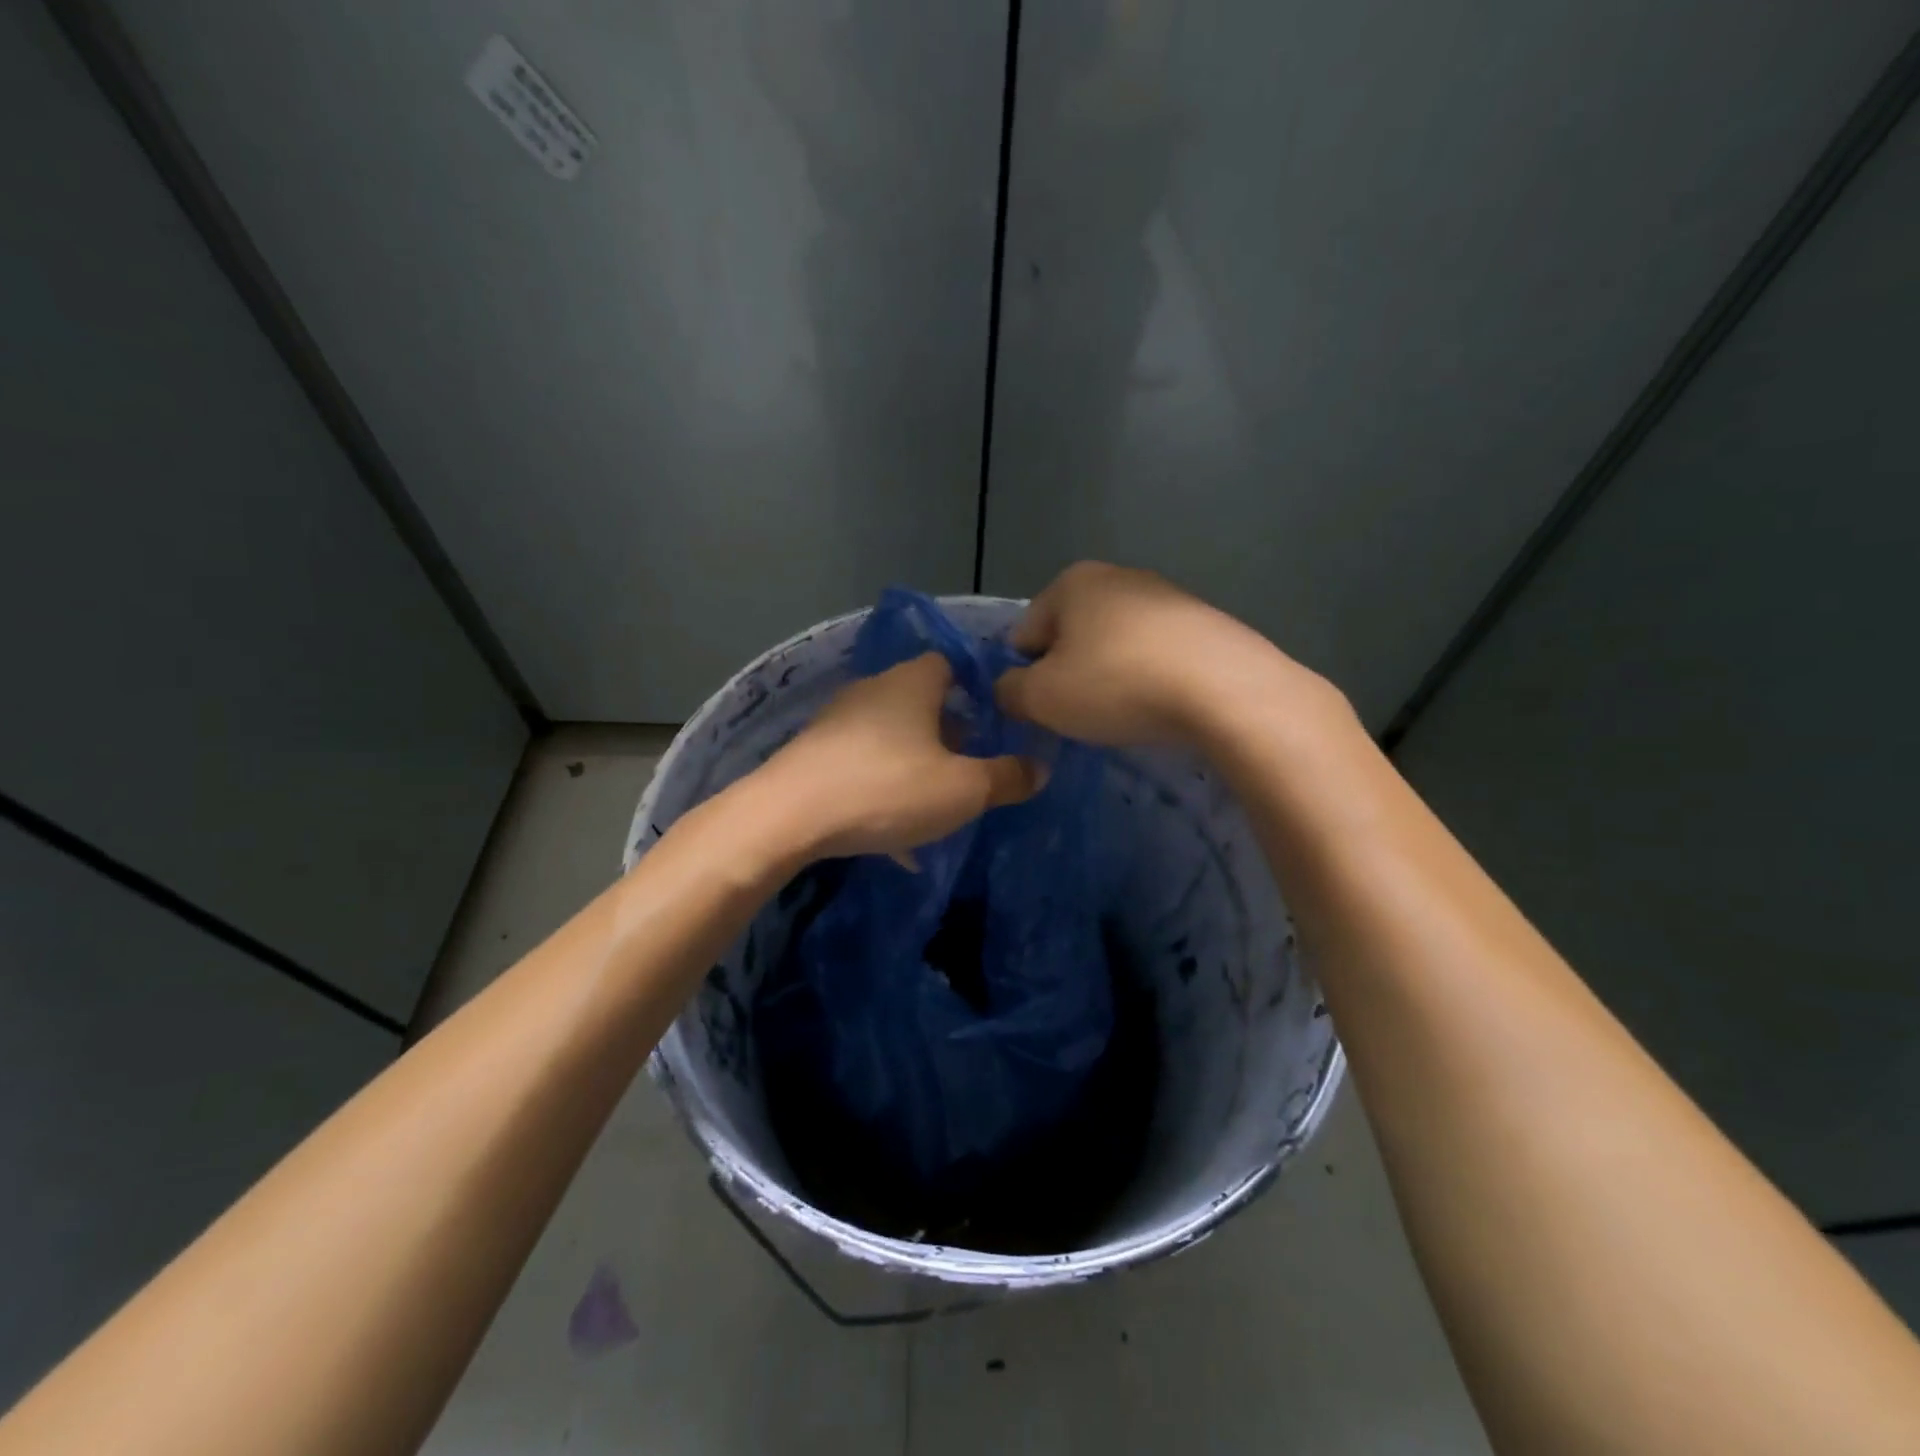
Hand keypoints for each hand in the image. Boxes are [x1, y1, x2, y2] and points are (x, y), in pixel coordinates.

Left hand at [758, 653, 1042, 861]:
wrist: (787, 817)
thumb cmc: (886, 789)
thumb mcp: (962, 790)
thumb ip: (1006, 777)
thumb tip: (1039, 768)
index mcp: (912, 683)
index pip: (951, 664)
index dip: (976, 688)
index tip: (996, 721)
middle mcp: (873, 690)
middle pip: (921, 701)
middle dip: (949, 733)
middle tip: (971, 767)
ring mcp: (837, 721)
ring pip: (891, 738)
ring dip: (916, 765)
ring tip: (936, 805)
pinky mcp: (813, 754)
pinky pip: (862, 767)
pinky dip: (883, 790)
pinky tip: (893, 835)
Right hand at [995, 561, 1305, 746]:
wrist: (1226, 691)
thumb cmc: (1117, 686)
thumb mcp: (1041, 698)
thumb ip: (1009, 691)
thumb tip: (1009, 688)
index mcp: (1071, 583)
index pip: (1023, 635)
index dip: (1023, 677)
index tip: (1041, 710)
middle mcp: (1117, 576)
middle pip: (1070, 636)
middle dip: (1068, 675)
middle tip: (1079, 715)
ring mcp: (1166, 595)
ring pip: (1114, 645)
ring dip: (1109, 676)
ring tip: (1124, 713)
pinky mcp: (1204, 622)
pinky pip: (1156, 654)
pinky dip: (1149, 678)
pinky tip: (1161, 705)